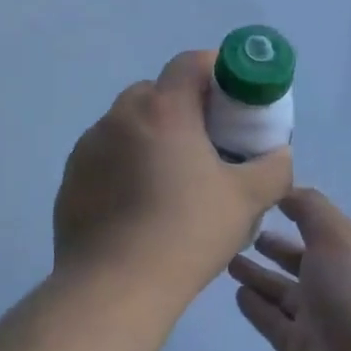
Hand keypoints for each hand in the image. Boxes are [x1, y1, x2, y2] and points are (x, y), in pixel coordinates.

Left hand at [54, 50, 292, 301]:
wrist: (114, 287)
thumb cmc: (186, 233)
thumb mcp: (246, 201)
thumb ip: (273, 168)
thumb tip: (279, 154)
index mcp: (163, 109)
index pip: (190, 63)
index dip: (216, 70)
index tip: (233, 98)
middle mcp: (120, 116)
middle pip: (156, 92)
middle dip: (183, 108)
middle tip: (207, 143)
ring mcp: (88, 146)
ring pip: (127, 124)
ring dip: (151, 137)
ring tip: (171, 181)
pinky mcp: (71, 178)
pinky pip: (105, 156)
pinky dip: (124, 166)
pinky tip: (139, 206)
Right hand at [228, 187, 350, 350]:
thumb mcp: (336, 238)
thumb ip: (309, 209)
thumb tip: (286, 188)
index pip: (320, 228)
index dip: (295, 212)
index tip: (261, 197)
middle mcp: (338, 287)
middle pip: (300, 261)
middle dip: (274, 246)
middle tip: (238, 231)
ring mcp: (320, 323)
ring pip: (282, 292)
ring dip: (258, 275)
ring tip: (227, 259)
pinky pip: (273, 323)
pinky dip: (256, 307)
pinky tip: (236, 293)